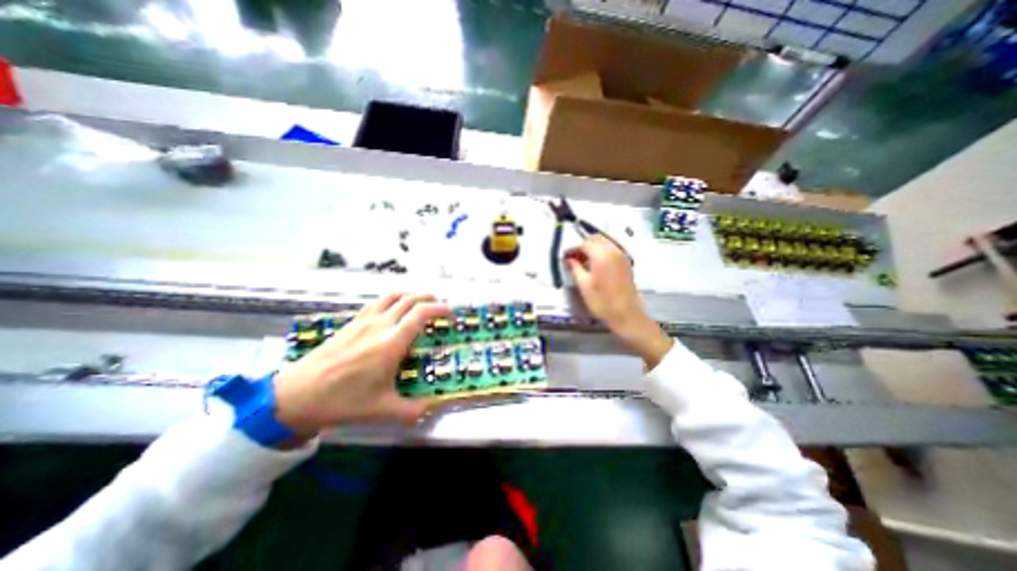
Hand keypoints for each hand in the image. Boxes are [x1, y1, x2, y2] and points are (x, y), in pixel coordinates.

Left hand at [273, 293, 449, 439]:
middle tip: (441, 307)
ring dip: (412, 294)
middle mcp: (380, 325)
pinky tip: (394, 310)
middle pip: (410, 298)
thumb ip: (413, 410)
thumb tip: (433, 408)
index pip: (422, 313)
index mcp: (391, 343)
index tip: (452, 316)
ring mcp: (364, 321)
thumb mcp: (382, 410)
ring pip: (393, 295)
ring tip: (421, 302)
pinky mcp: (351, 322)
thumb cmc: (343, 401)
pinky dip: (393, 299)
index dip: (441, 309)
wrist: (296, 396)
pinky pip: (377, 302)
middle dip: (430, 298)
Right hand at [568, 235, 672, 367]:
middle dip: (583, 245)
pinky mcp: (626, 262)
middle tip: (573, 258)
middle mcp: (613, 250)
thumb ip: (575, 268)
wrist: (626, 315)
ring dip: (592, 248)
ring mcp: (622, 255)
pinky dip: (601, 252)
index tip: (564, 257)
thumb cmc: (602, 301)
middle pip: (595, 239)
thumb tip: (568, 259)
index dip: (572, 249)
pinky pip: (611, 249)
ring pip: (604, 242)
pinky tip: (594, 264)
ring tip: (582, 261)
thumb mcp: (584, 285)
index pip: (584, 244)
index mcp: (601, 255)